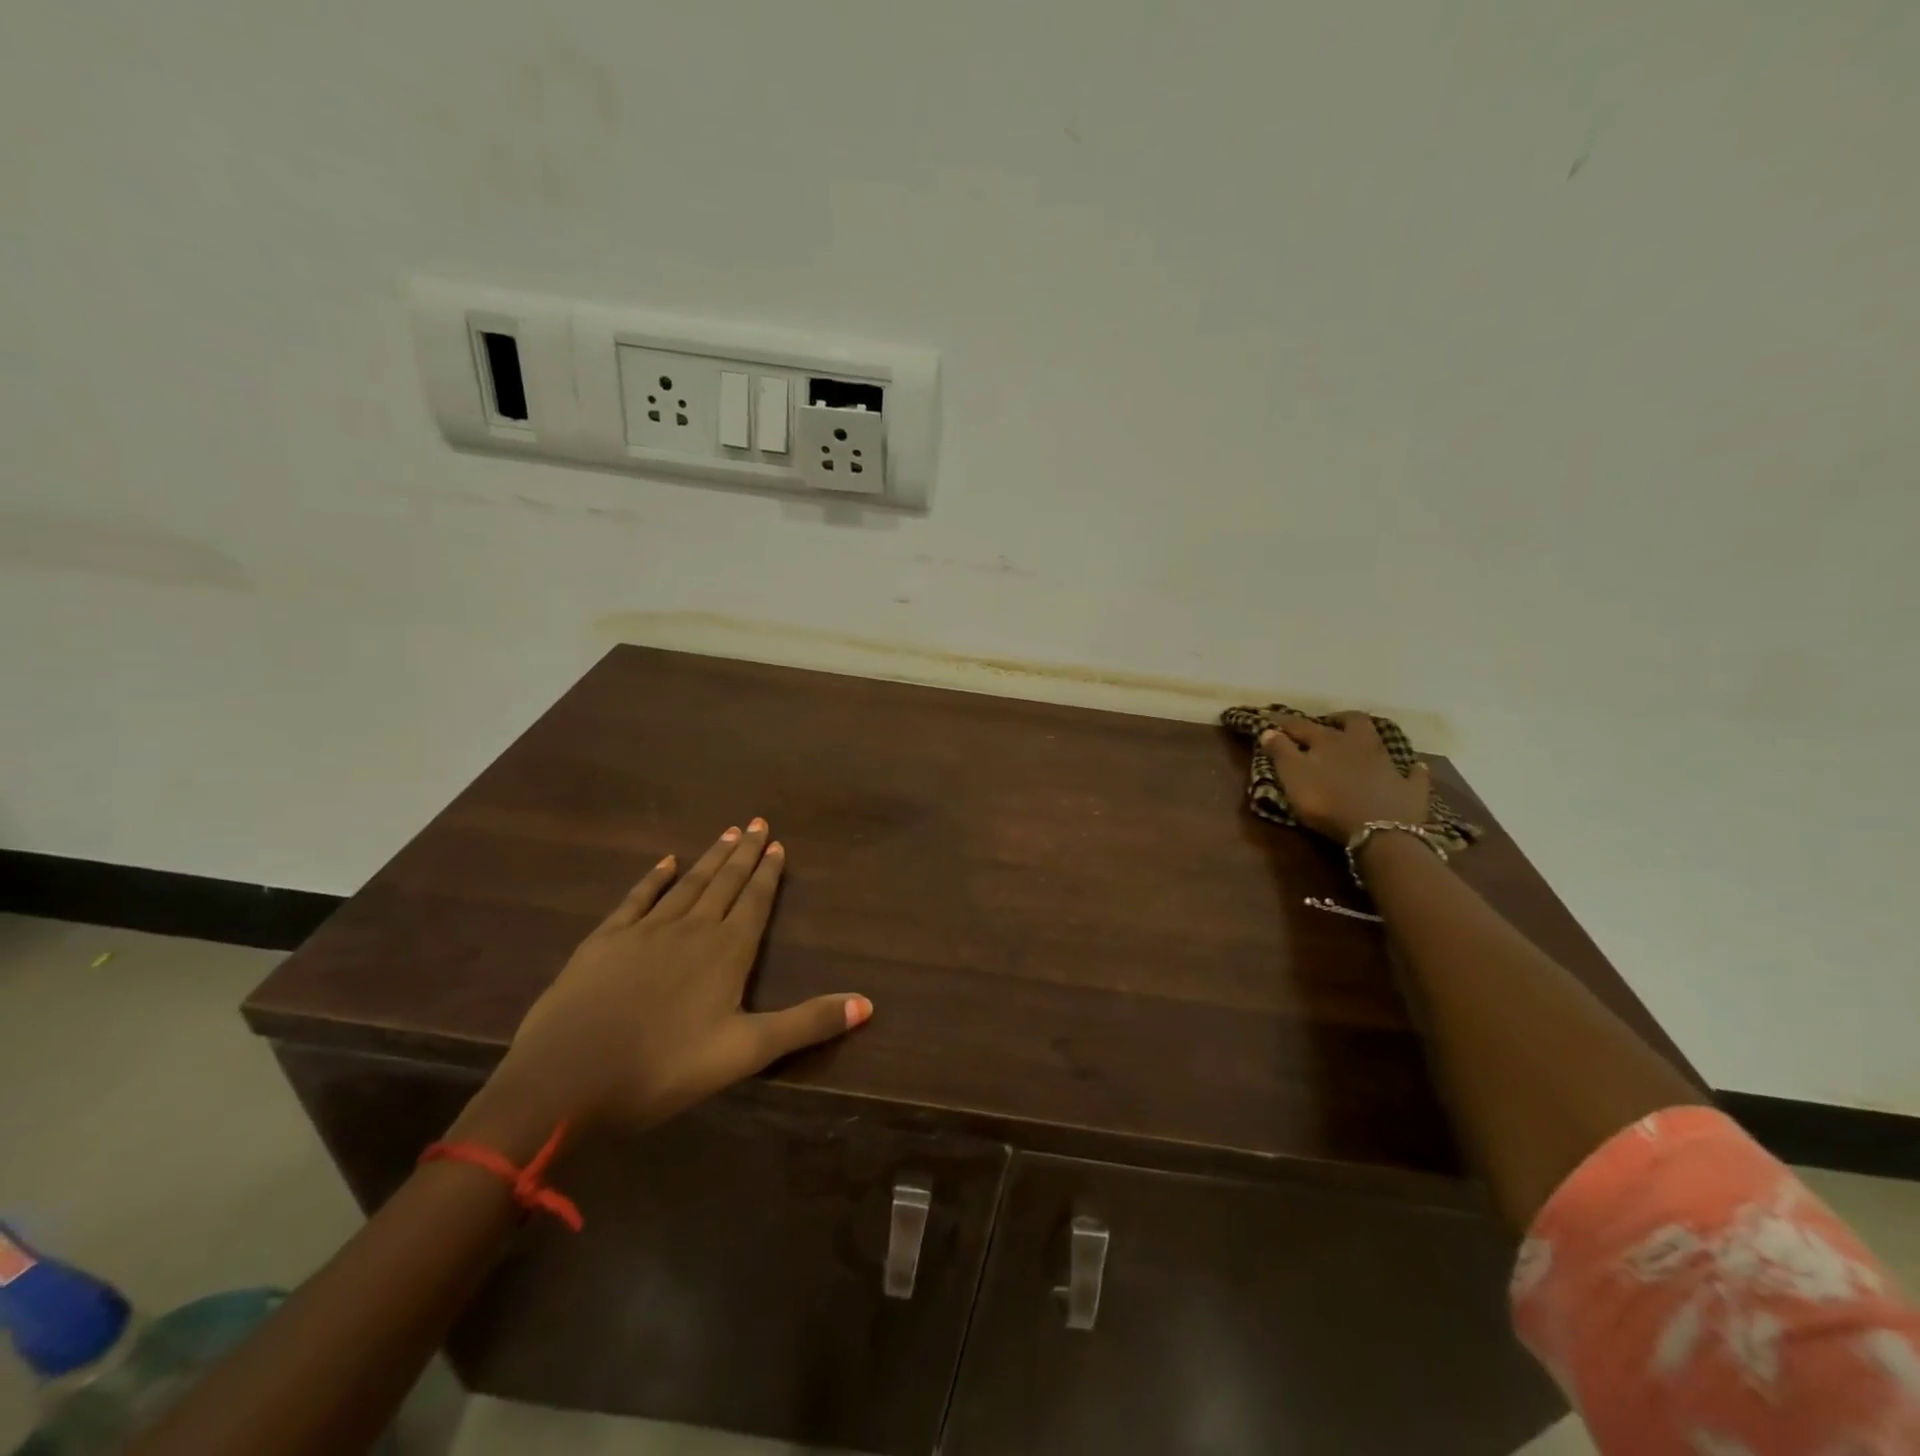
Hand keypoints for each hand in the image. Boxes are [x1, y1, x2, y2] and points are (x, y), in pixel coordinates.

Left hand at [476, 821, 870, 1137]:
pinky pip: (638, 897)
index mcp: (726, 952)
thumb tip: (867, 1003)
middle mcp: (691, 929)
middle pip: (724, 883)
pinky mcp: (605, 940)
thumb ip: (806, 1024)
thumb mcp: (745, 1052)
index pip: (754, 902)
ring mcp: (645, 930)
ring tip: (727, 832)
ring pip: (688, 883)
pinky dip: (655, 877)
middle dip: (744, 853)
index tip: (777, 844)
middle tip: (758, 822)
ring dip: (710, 858)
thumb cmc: (663, 1069)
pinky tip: (666, 861)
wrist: (565, 1080)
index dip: (768, 874)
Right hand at [1260, 712, 1432, 844]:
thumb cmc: (1327, 802)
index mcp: (1328, 741)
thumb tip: (1269, 729)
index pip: (1301, 726)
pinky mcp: (1411, 788)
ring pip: (1380, 742)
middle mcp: (1361, 745)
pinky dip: (1410, 770)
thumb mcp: (1293, 776)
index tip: (1269, 717)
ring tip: (1360, 742)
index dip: (1284, 722)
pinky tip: (1411, 769)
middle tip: (1329, 723)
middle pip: (1353, 722)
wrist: (1379, 831)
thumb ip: (1280, 752)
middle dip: (1339, 719)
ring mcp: (1389, 765)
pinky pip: (1413, 774)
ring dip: (1370, 739)